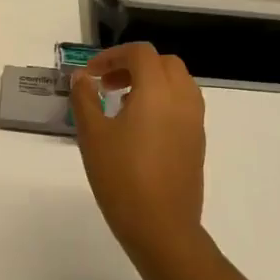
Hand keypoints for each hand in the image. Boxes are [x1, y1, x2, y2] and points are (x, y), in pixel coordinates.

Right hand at [70, 43, 207, 269]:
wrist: (161, 226)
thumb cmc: (121, 176)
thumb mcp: (92, 135)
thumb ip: (84, 99)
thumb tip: (82, 77)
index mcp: (158, 90)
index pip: (140, 53)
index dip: (112, 56)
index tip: (89, 75)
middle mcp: (183, 99)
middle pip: (163, 63)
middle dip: (133, 66)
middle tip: (106, 86)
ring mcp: (195, 121)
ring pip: (178, 83)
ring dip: (150, 83)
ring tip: (121, 106)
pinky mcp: (197, 142)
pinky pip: (183, 106)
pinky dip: (162, 102)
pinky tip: (139, 130)